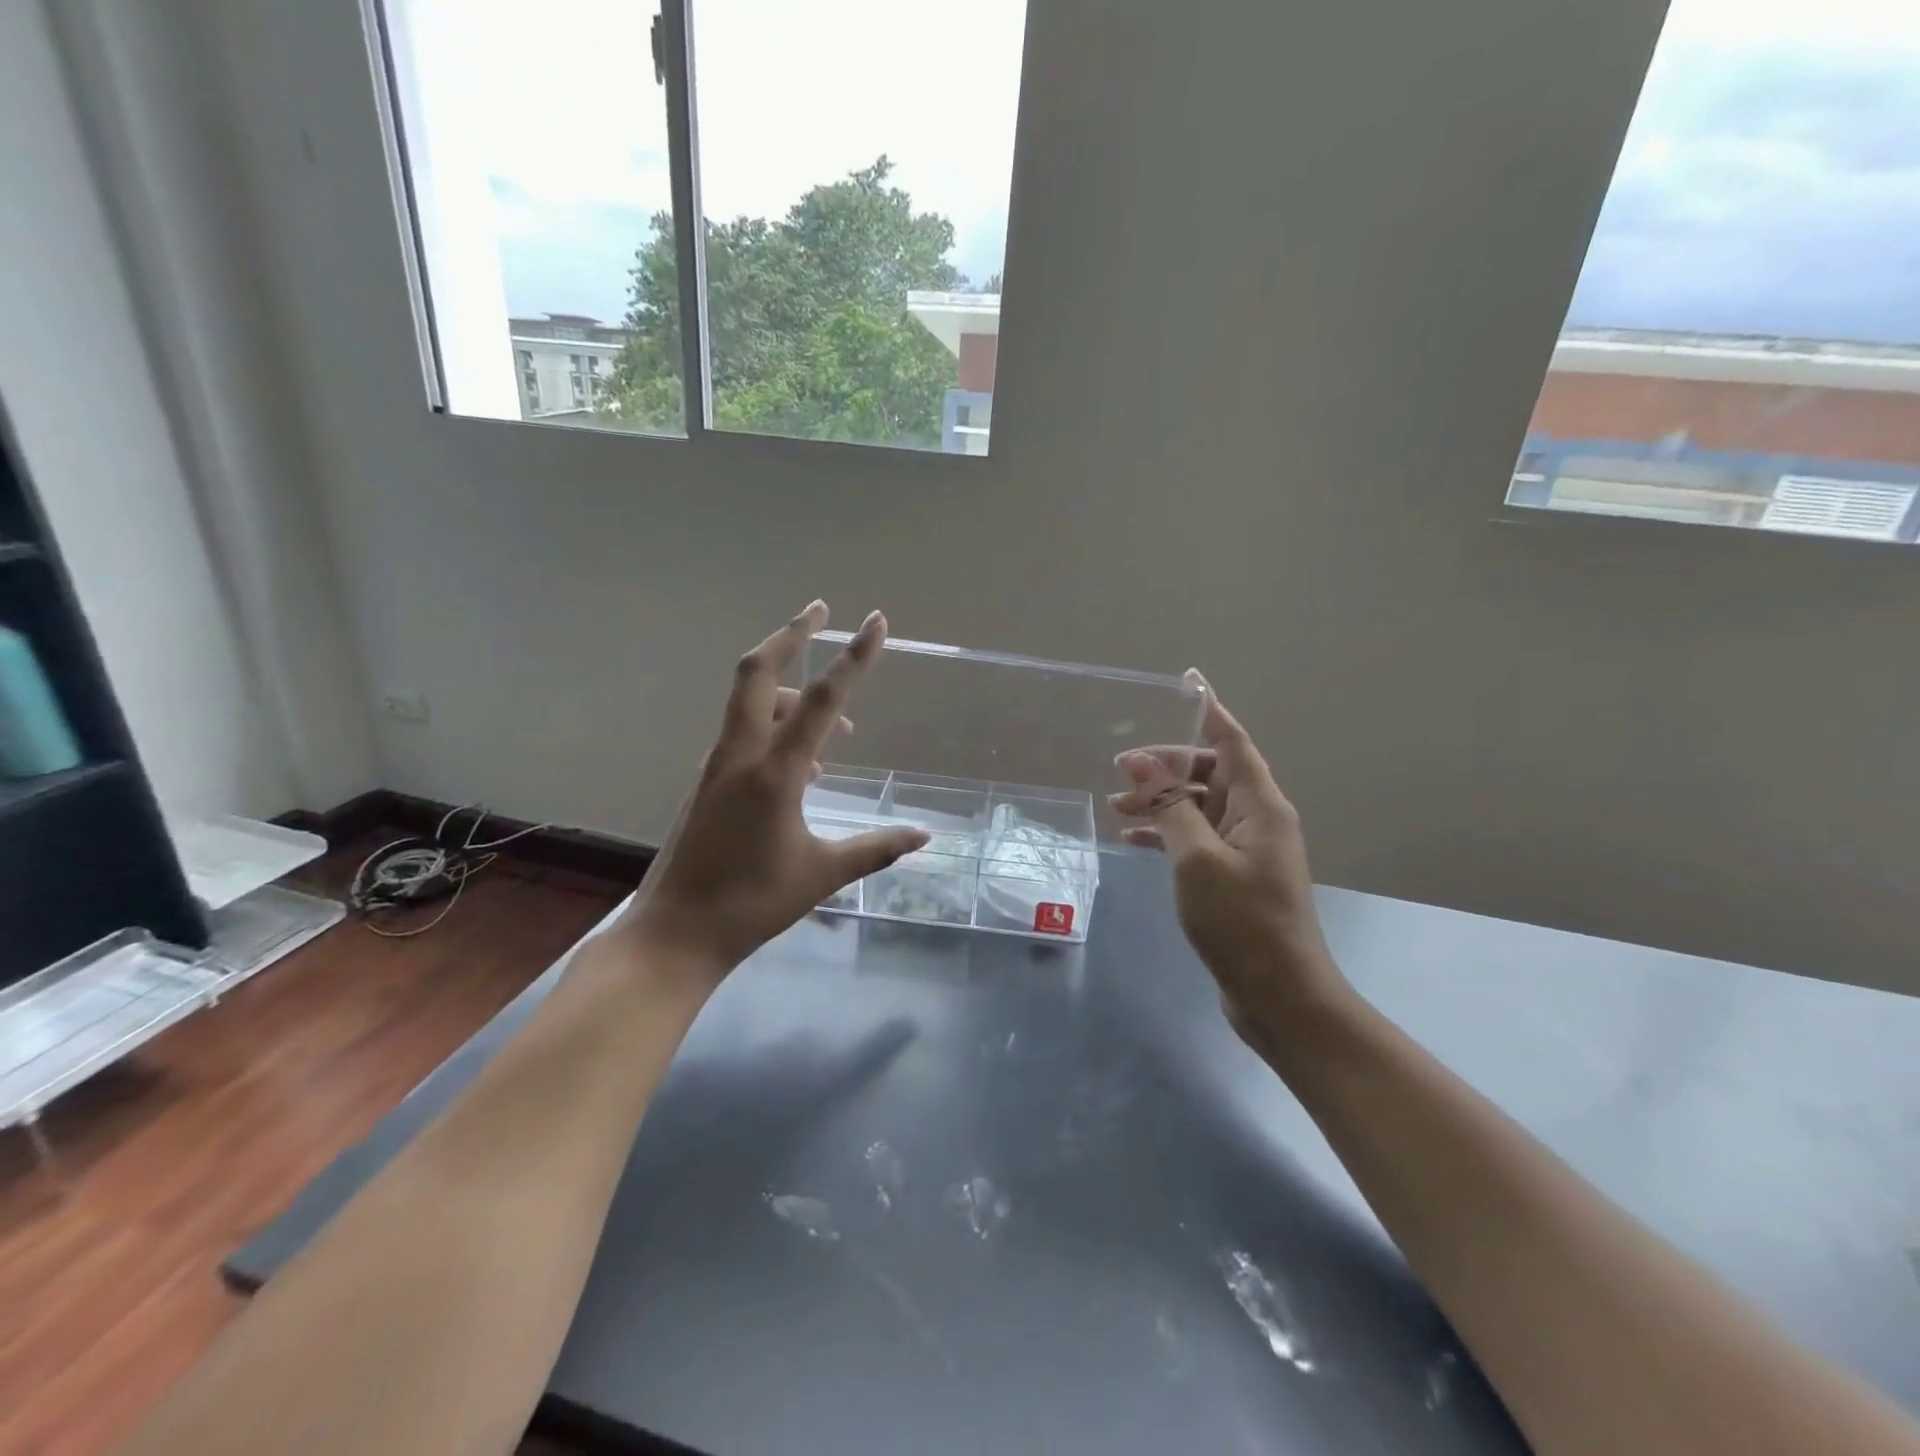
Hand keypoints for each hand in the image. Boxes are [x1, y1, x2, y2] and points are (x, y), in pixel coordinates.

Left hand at [618, 602, 928, 982]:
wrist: (674, 933)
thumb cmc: (750, 904)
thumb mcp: (822, 875)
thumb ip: (876, 848)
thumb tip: (925, 835)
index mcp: (773, 773)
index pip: (820, 701)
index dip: (853, 658)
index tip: (874, 621)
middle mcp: (739, 755)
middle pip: (757, 672)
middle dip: (791, 634)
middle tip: (821, 610)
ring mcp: (717, 765)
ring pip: (749, 702)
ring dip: (790, 691)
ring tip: (839, 727)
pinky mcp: (708, 781)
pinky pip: (744, 733)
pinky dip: (775, 726)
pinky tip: (805, 766)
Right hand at [1111, 690, 1346, 1056]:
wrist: (1278, 993)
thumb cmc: (1241, 921)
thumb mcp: (1197, 858)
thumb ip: (1170, 806)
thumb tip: (1142, 762)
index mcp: (1260, 805)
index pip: (1232, 742)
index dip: (1209, 711)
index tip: (1188, 681)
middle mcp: (1257, 819)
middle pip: (1210, 773)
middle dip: (1166, 766)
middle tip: (1120, 770)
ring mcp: (1245, 848)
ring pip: (1198, 806)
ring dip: (1160, 800)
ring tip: (1115, 806)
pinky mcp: (1232, 875)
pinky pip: (1195, 837)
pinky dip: (1165, 833)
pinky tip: (1132, 840)